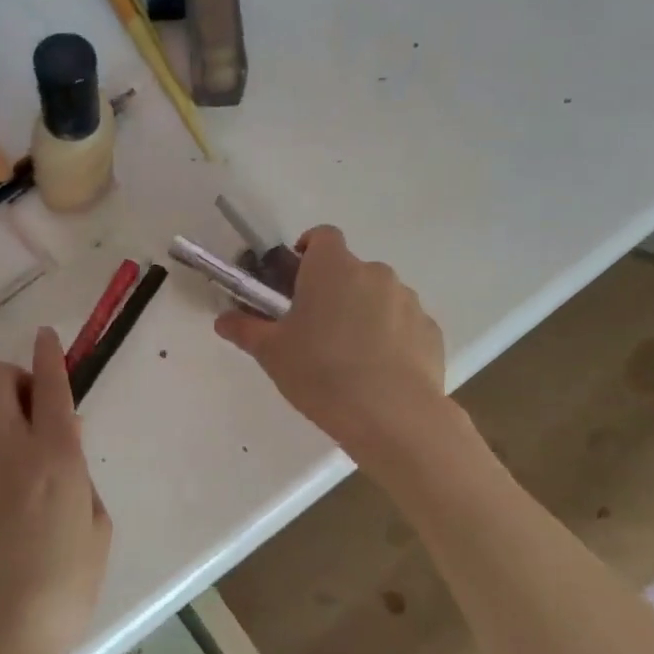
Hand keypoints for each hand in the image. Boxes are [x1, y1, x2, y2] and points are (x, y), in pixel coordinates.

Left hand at [0, 327, 111, 653]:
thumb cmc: (62, 589)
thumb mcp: (97, 528)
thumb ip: (81, 475)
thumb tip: (64, 444)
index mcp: (56, 457)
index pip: (51, 384)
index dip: (50, 353)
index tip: (47, 336)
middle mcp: (6, 448)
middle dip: (13, 375)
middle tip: (31, 405)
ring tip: (6, 434)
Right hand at [215, 226, 446, 458]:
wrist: (393, 416)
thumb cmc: (322, 374)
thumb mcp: (272, 354)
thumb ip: (246, 330)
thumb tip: (223, 320)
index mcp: (333, 269)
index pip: (322, 236)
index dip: (308, 251)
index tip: (295, 280)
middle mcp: (375, 274)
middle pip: (350, 271)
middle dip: (333, 291)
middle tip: (315, 330)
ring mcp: (408, 301)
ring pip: (379, 297)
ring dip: (363, 314)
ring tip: (349, 358)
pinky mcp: (430, 331)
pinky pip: (403, 325)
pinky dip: (390, 338)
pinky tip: (379, 374)